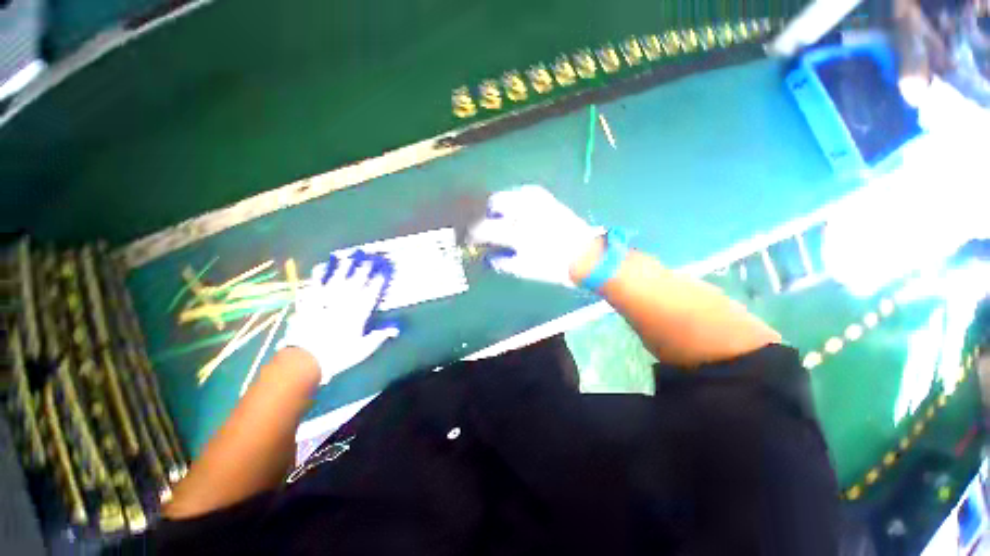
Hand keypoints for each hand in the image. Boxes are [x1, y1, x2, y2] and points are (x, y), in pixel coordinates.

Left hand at [277, 252, 398, 384]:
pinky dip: (319, 275)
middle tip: (370, 257)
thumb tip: (396, 329)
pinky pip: (315, 285)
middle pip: (356, 283)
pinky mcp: (310, 303)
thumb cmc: (337, 355)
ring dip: (345, 267)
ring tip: (350, 255)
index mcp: (357, 314)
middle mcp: (343, 304)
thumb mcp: (362, 349)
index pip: (371, 293)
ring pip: (337, 280)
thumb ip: (379, 336)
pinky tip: (323, 265)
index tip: (384, 271)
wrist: (305, 360)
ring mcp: (325, 302)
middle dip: (364, 269)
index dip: (378, 281)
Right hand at [469, 185, 602, 286]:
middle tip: (486, 226)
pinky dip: (516, 198)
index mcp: (518, 233)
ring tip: (501, 218)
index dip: (473, 234)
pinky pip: (526, 192)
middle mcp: (525, 212)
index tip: (470, 239)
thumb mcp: (526, 270)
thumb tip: (487, 257)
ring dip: (500, 205)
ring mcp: (538, 203)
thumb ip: (503, 263)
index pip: (485, 229)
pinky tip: (517, 208)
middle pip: (494, 203)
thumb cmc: (555, 267)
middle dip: (486, 214)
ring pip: (509, 194)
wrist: (586, 256)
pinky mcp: (548, 200)